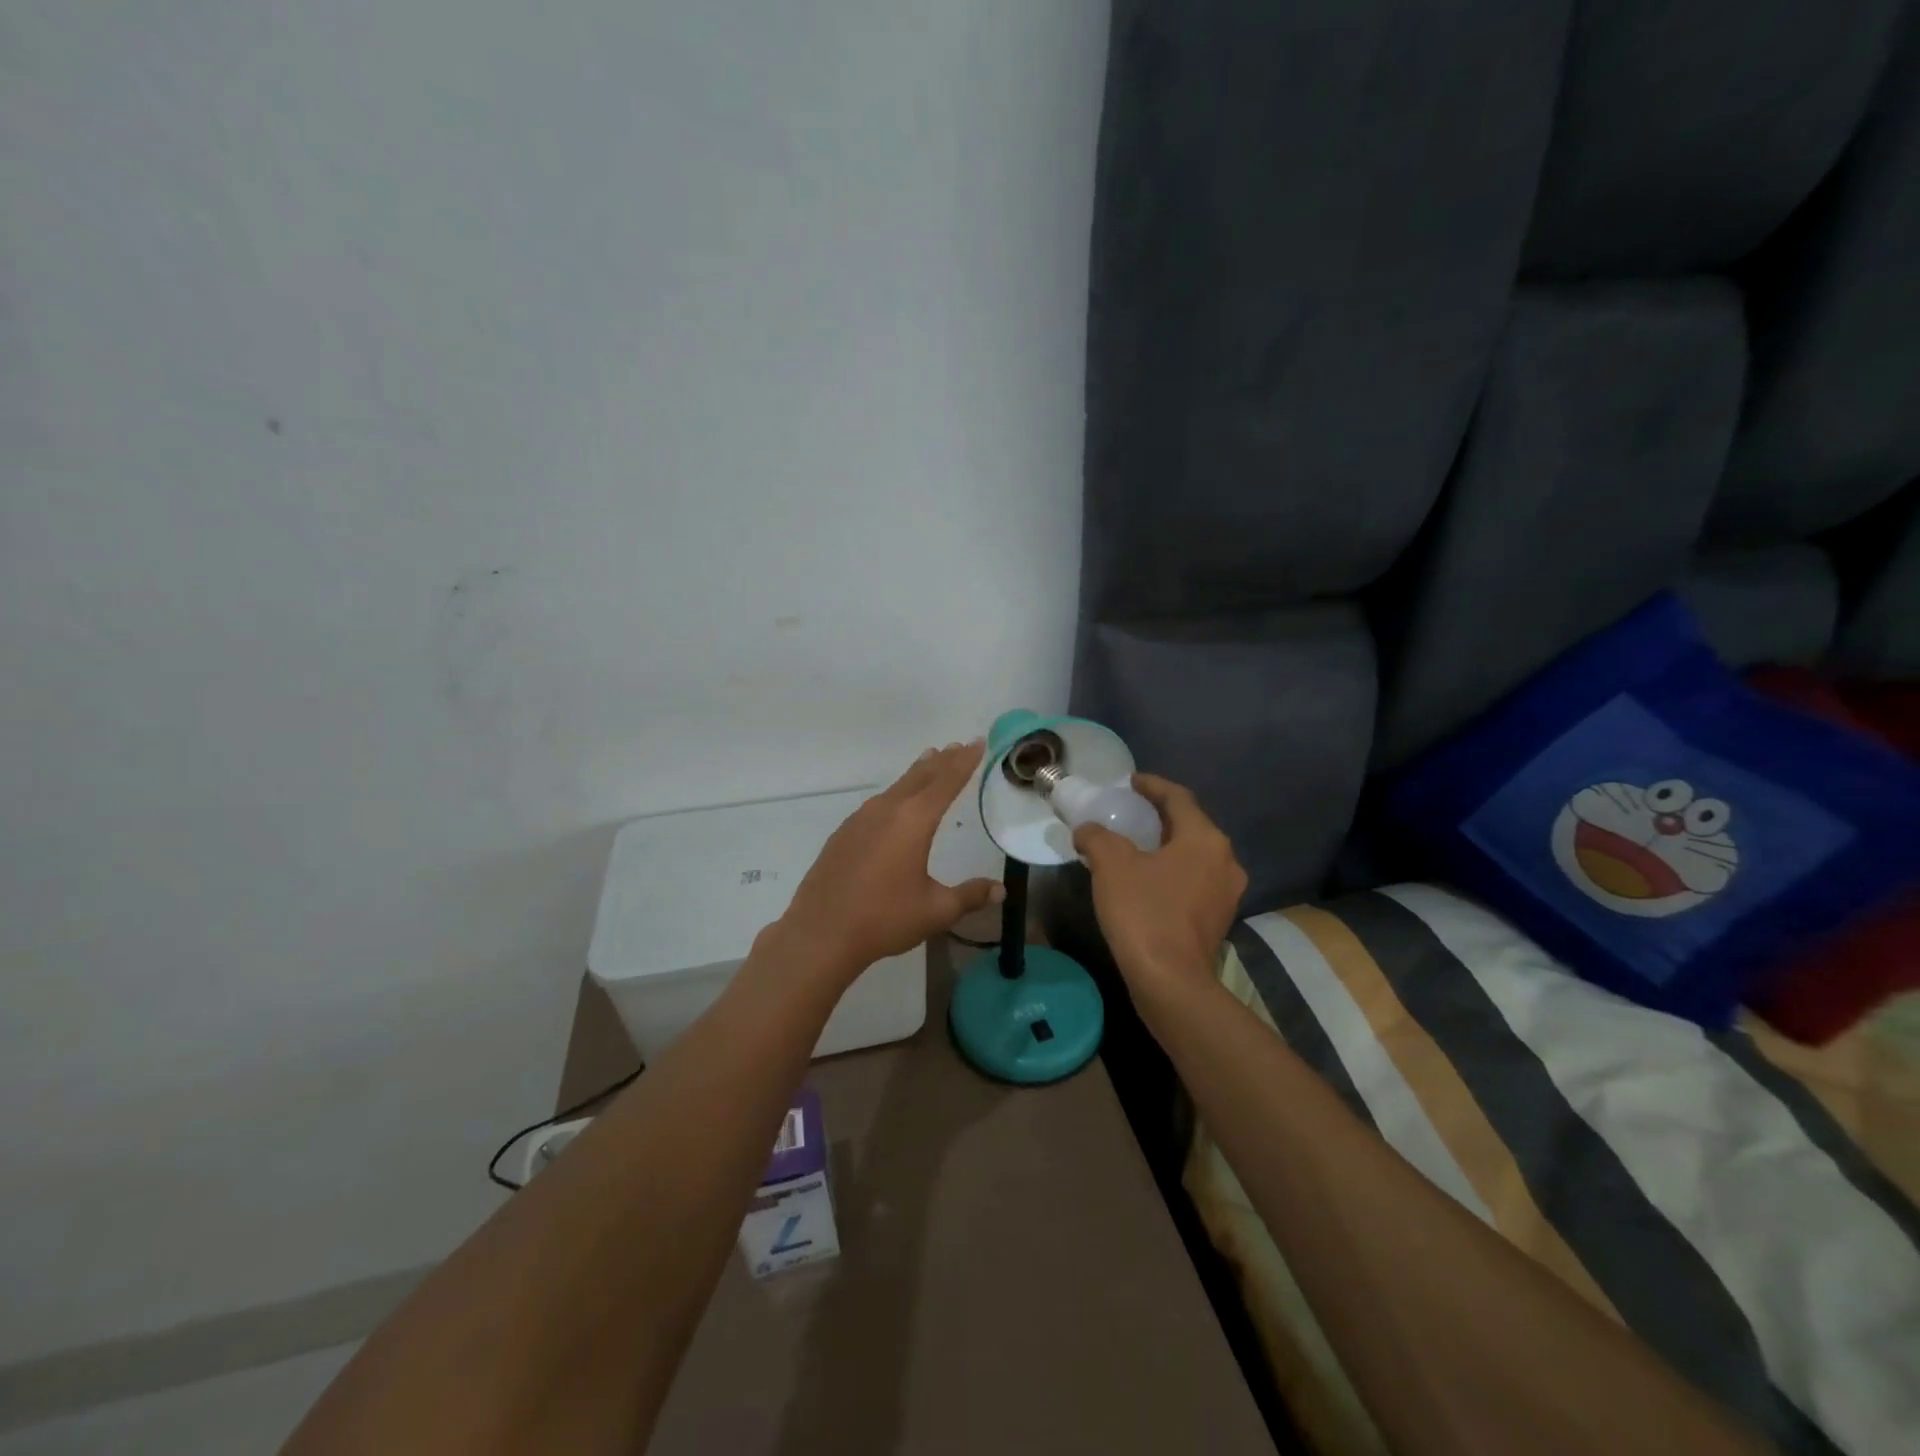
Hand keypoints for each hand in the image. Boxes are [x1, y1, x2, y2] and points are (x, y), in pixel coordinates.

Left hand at [773, 741, 1002, 983]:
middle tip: (958, 746)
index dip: (965, 762)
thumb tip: (1000, 890)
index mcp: (914, 821)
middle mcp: (887, 811)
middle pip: (920, 777)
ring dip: (917, 773)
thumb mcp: (936, 910)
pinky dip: (895, 792)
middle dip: (943, 761)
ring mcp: (860, 820)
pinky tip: (894, 802)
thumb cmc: (884, 919)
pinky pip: (877, 803)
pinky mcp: (844, 833)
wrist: (821, 933)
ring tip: (930, 761)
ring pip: (896, 787)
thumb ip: (970, 896)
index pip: (946, 782)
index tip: (977, 742)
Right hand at [1073, 774, 1245, 1008]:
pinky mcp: (1219, 919)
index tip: (1130, 782)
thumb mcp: (1111, 865)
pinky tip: (1147, 880)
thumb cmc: (1144, 912)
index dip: (1153, 785)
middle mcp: (1225, 860)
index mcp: (1205, 839)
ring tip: (1136, 846)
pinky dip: (1172, 871)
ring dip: (1167, 845)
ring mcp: (1227, 892)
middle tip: (1130, 812)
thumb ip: (1097, 837)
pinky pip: (1195, 880)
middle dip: (1160, 816)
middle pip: (1191, 825)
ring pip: (1194, 855)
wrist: (1170, 981)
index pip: (1179, 798)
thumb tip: (1087, 830)